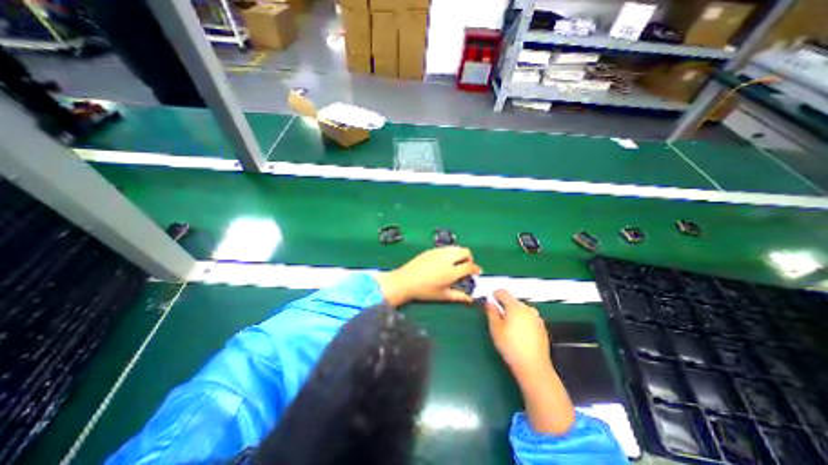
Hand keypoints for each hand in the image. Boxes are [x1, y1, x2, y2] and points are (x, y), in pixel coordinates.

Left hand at [378, 247, 486, 308]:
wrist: (405, 281)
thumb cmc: (425, 291)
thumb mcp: (443, 296)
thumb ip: (459, 296)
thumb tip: (471, 299)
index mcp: (451, 271)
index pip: (470, 266)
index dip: (476, 269)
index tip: (477, 273)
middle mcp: (447, 258)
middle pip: (465, 251)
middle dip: (469, 258)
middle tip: (466, 267)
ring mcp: (438, 252)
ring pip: (455, 247)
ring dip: (460, 254)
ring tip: (455, 264)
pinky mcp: (431, 250)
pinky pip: (445, 248)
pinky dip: (450, 253)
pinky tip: (444, 262)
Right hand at [486, 290, 577, 435]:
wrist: (533, 367)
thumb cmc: (510, 346)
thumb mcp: (495, 328)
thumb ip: (491, 312)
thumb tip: (490, 302)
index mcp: (515, 307)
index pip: (503, 293)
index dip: (495, 294)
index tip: (490, 300)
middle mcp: (528, 309)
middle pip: (513, 301)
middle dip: (504, 305)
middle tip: (497, 317)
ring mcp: (537, 318)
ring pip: (521, 310)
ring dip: (514, 313)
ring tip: (508, 327)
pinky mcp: (542, 328)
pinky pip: (529, 318)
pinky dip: (522, 321)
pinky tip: (519, 334)